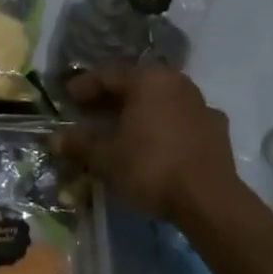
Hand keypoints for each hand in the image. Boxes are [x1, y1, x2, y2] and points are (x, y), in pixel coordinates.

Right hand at [58, 65, 241, 222]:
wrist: (209, 199)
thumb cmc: (151, 168)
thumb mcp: (106, 158)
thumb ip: (80, 145)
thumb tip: (56, 139)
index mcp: (148, 80)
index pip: (108, 74)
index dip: (84, 86)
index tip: (67, 98)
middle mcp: (176, 82)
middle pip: (136, 84)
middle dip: (110, 98)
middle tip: (89, 113)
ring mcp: (201, 104)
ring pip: (161, 100)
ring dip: (138, 111)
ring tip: (120, 129)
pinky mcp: (216, 128)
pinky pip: (181, 119)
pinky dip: (163, 126)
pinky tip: (155, 143)